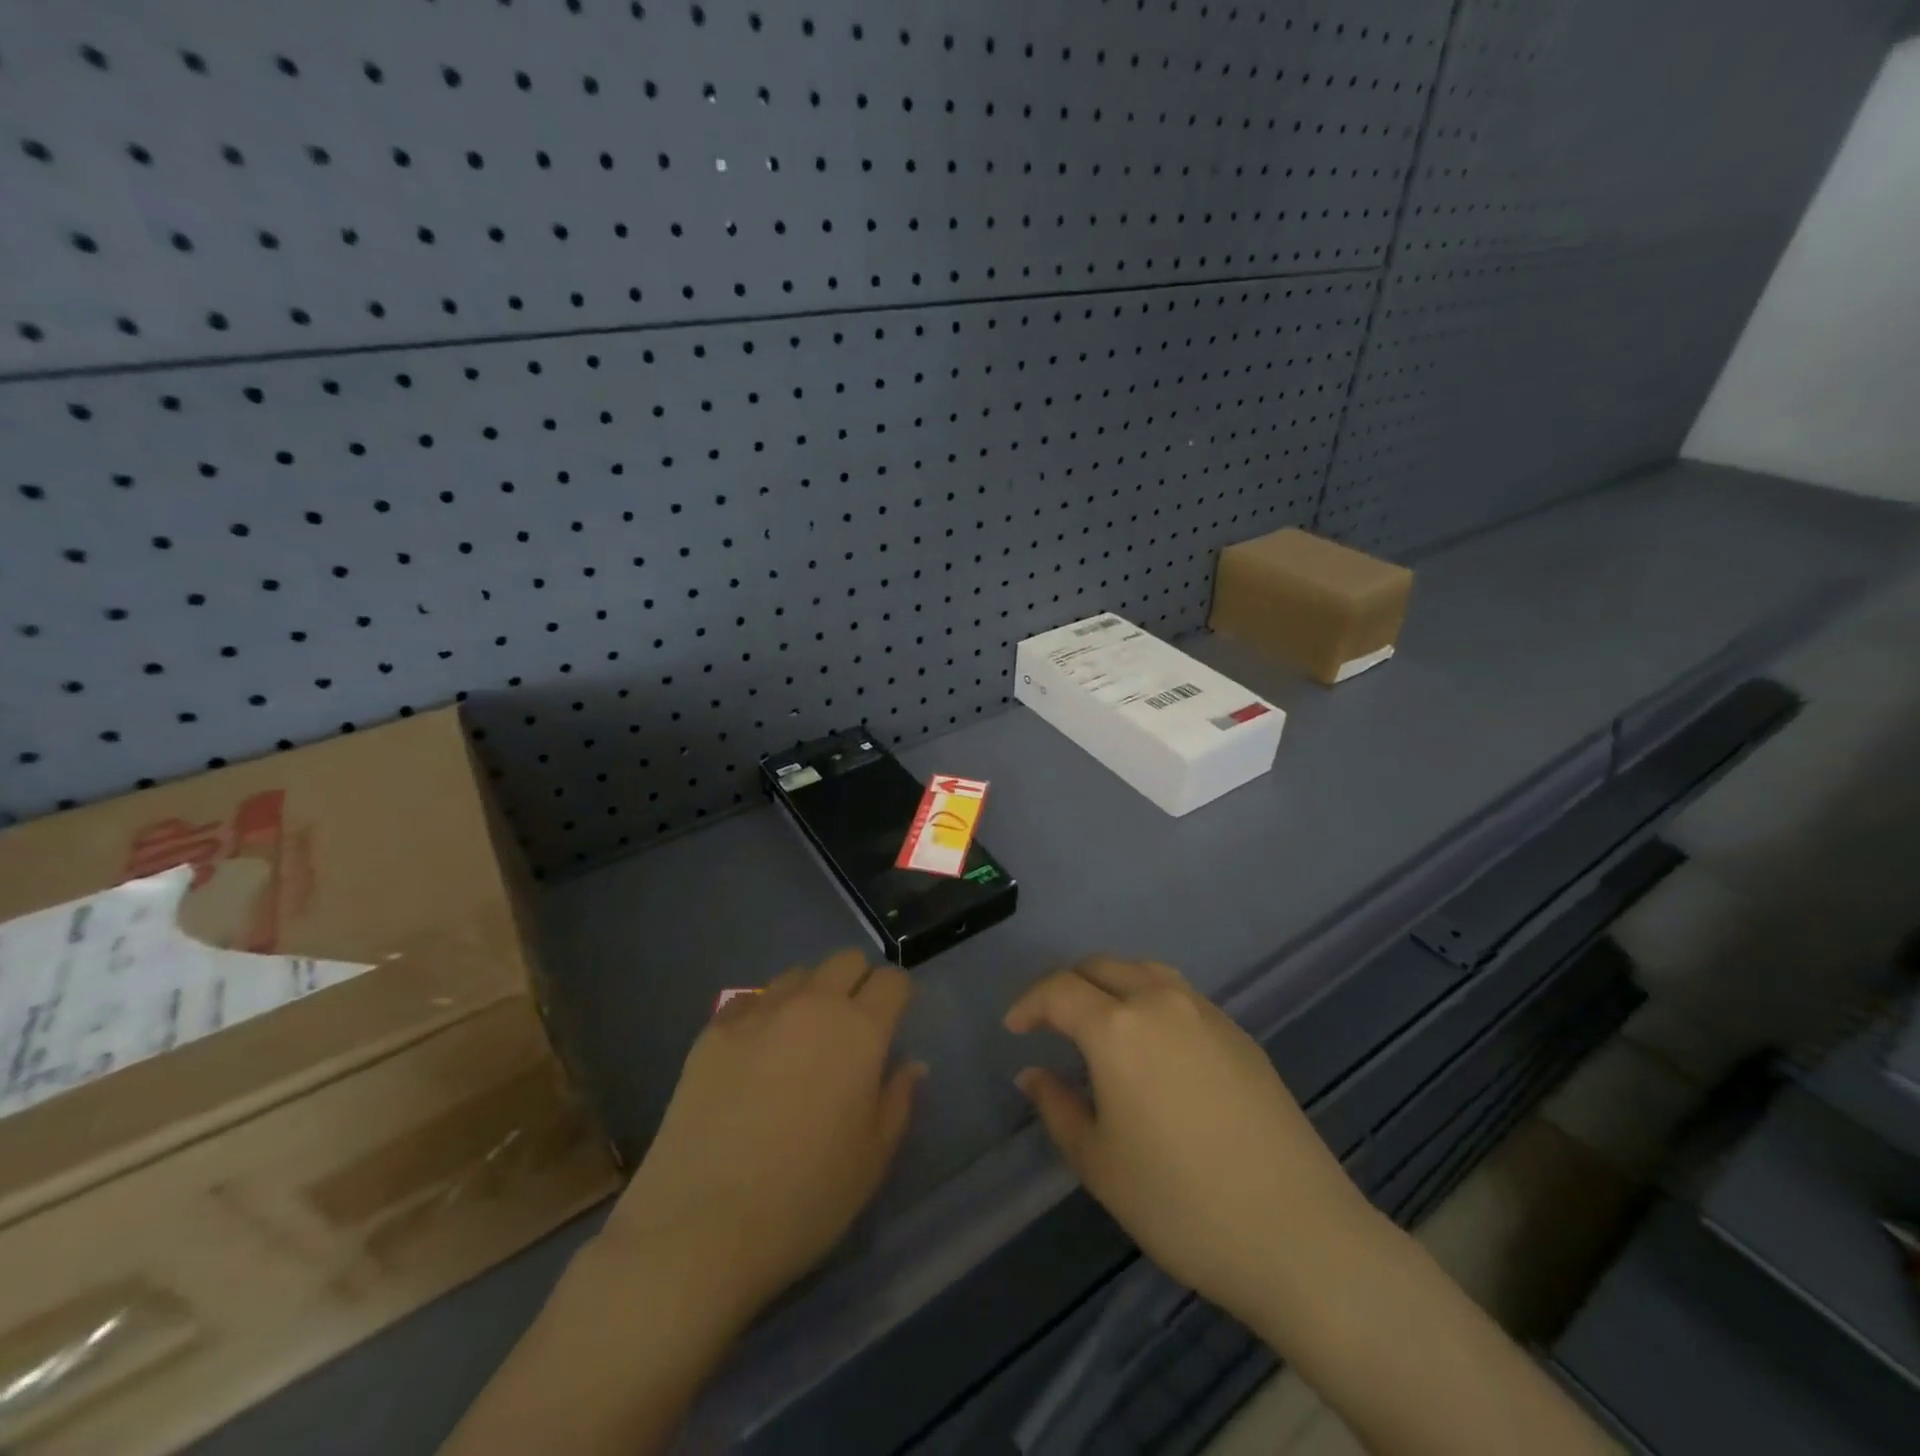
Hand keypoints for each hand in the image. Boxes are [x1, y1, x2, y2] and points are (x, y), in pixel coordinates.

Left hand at [604, 949, 924, 1324]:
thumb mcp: (872, 1159)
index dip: (897, 996)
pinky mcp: (714, 1029)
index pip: (892, 979)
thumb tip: (911, 1064)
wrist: (700, 1226)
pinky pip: (751, 1000)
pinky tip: (755, 1056)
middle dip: (858, 983)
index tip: (892, 1023)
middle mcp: (813, 1005)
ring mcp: (759, 1012)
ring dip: (810, 995)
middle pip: (846, 960)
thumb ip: (897, 1100)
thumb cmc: (804, 1198)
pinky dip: (764, 1015)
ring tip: (800, 1041)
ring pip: (798, 975)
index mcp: (860, 1030)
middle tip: (851, 1029)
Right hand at [1006, 957, 1370, 1330]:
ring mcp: (1207, 1013)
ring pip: (1145, 971)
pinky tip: (1153, 1044)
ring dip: (1111, 984)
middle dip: (1067, 985)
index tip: (1014, 1029)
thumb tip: (1031, 1074)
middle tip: (1050, 1022)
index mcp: (1118, 1027)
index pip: (1059, 990)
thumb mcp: (1099, 1163)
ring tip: (1099, 1021)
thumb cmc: (1181, 1204)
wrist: (1299, 1234)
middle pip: (1102, 966)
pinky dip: (1150, 1000)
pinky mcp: (1240, 1034)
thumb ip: (1056, 1107)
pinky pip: (1180, 995)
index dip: (1029, 1004)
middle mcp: (1160, 1002)